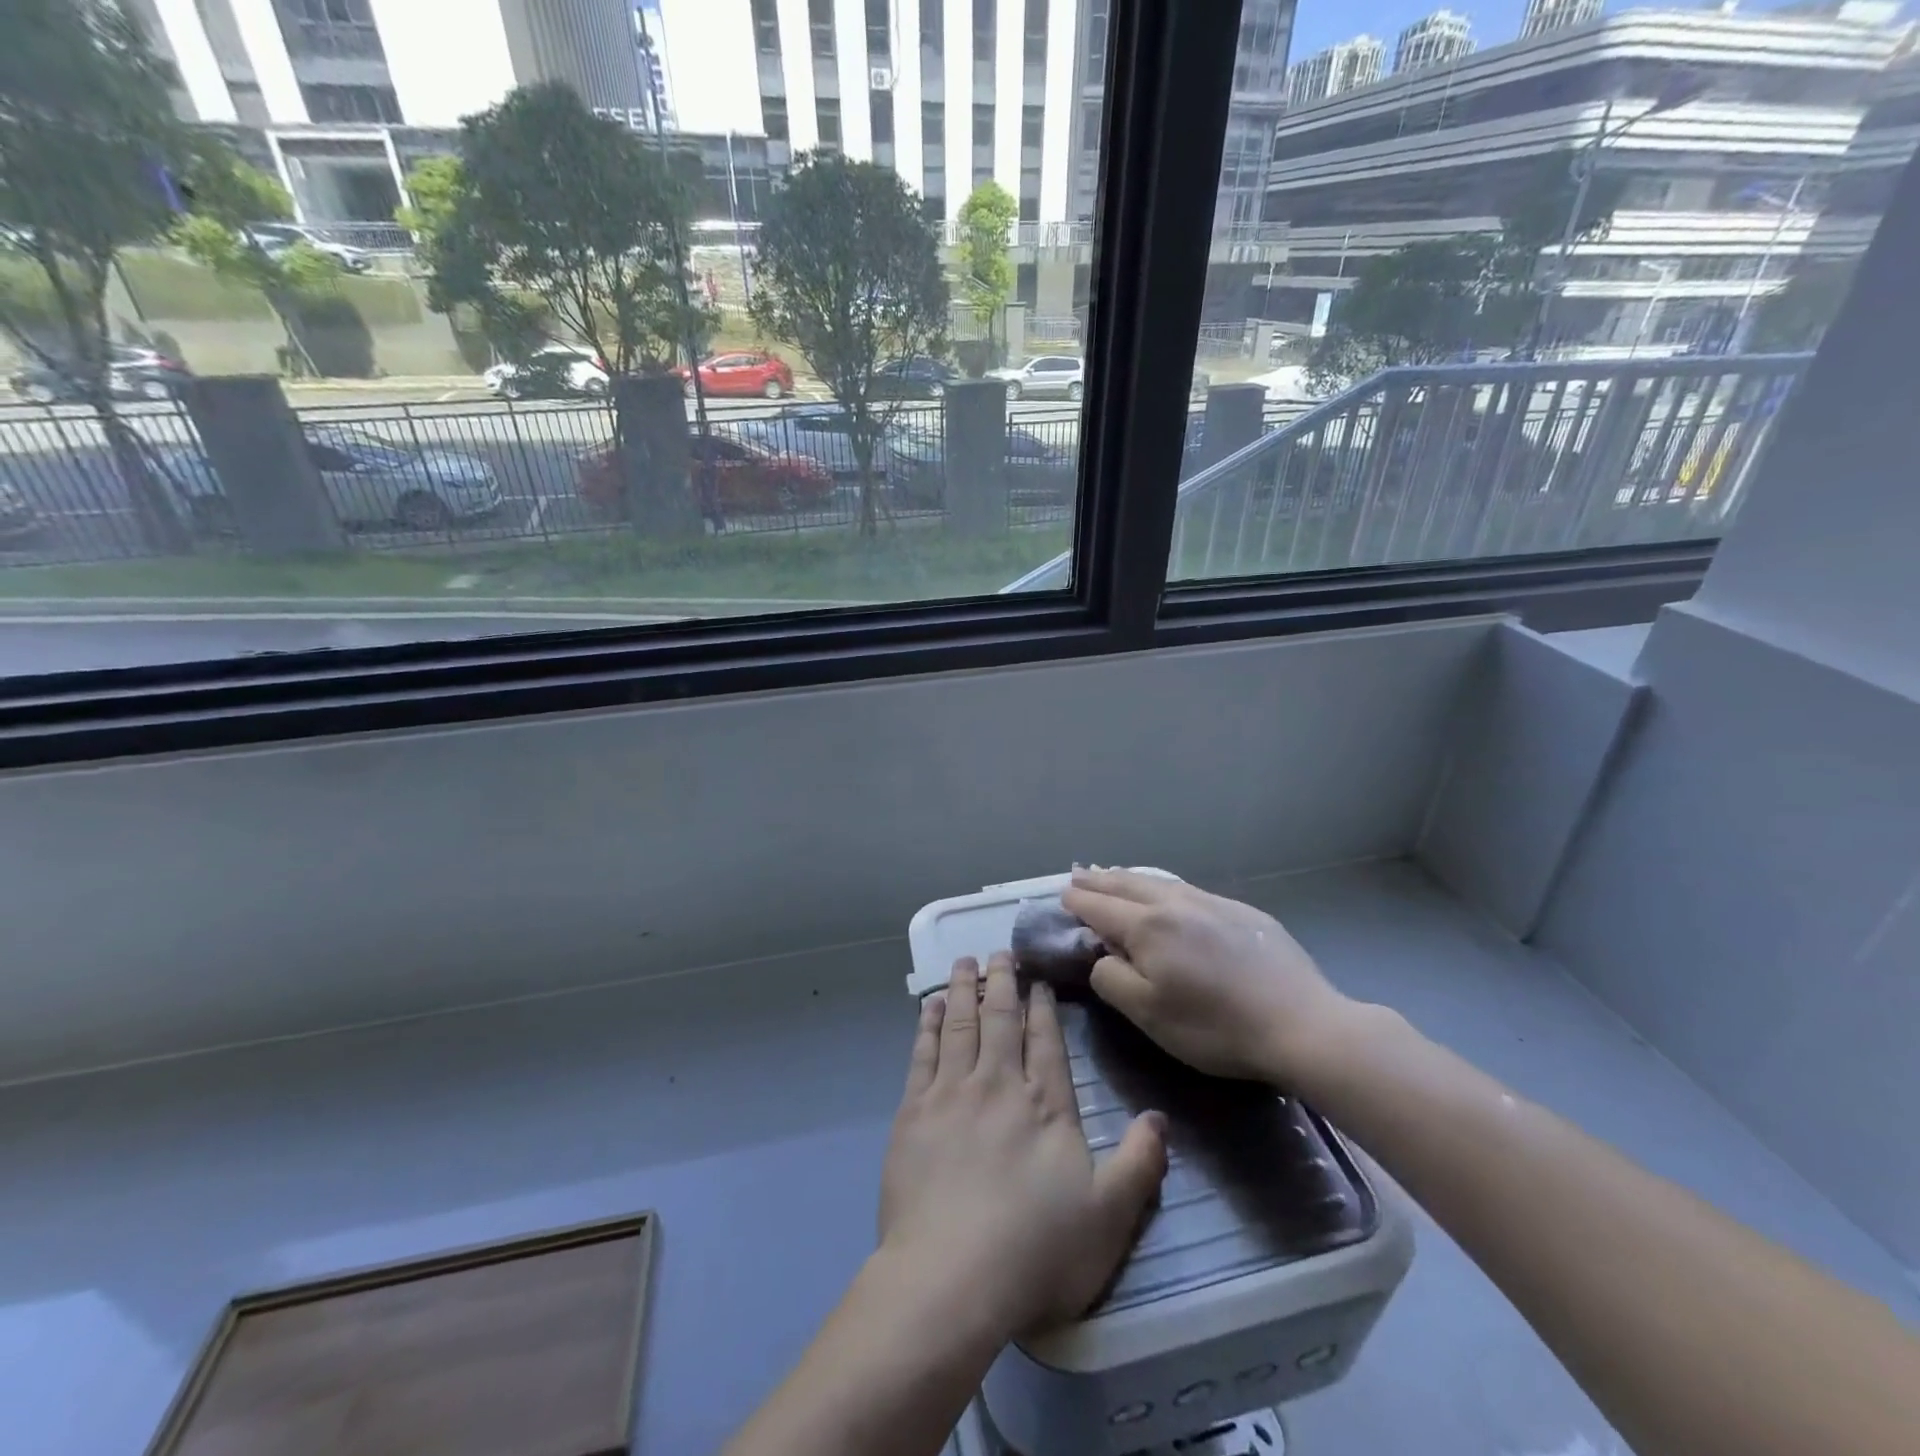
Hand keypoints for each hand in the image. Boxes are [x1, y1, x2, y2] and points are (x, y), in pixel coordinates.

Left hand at [877, 952, 1167, 1338]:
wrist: (951, 1276)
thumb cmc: (1036, 1250)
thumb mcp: (1108, 1217)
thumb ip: (1139, 1164)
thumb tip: (1159, 1118)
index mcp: (1045, 1105)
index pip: (1045, 1041)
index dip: (1042, 1007)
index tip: (1037, 980)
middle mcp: (999, 1084)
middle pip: (1001, 1019)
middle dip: (1002, 981)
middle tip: (1001, 952)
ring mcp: (952, 1093)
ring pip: (961, 1024)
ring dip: (965, 988)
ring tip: (966, 960)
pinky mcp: (914, 1111)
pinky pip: (923, 1052)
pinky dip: (929, 1022)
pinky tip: (932, 1004)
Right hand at [1061, 868, 1354, 1085]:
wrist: (1301, 1024)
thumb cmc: (1215, 1026)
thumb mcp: (1148, 1014)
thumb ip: (1112, 979)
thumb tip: (1101, 955)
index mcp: (1148, 927)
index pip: (1101, 907)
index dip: (1078, 901)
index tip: (1062, 895)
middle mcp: (1176, 904)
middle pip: (1127, 884)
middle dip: (1099, 880)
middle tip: (1079, 874)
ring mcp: (1212, 903)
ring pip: (1159, 881)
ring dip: (1130, 877)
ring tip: (1114, 874)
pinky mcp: (1242, 912)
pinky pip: (1188, 889)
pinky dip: (1163, 886)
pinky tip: (1167, 892)